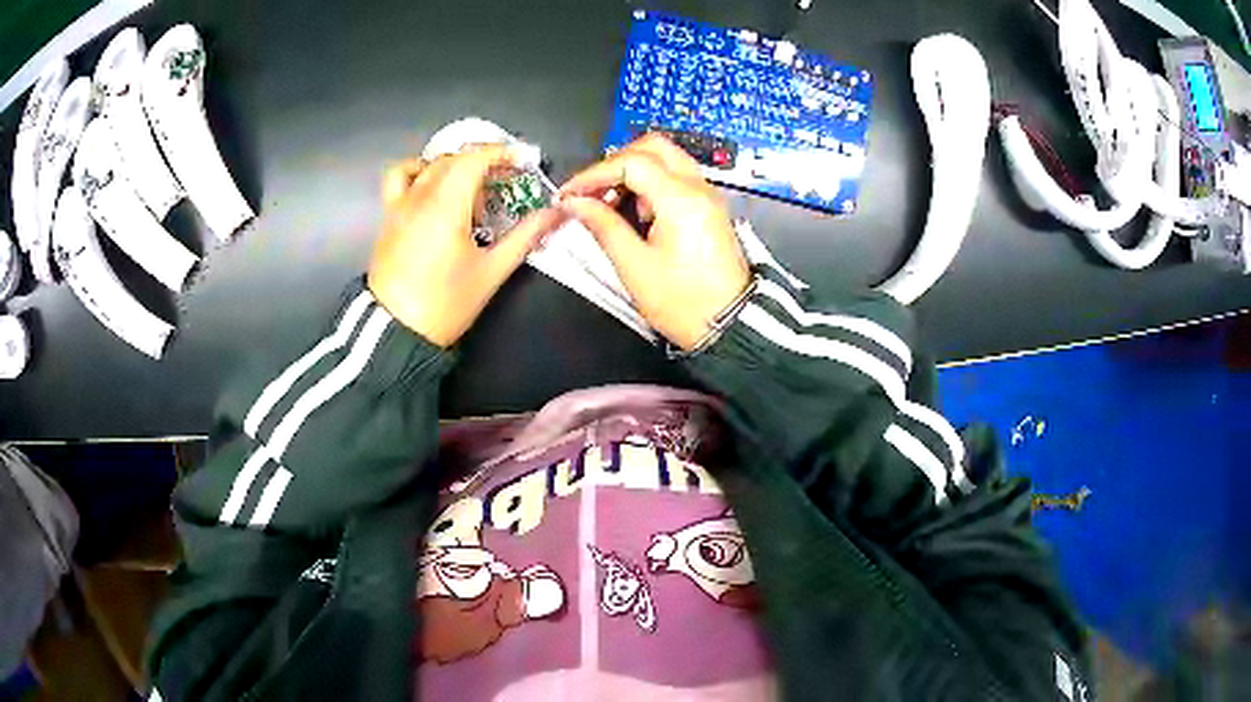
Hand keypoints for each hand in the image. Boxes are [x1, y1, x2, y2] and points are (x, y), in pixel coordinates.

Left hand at [367, 144, 562, 346]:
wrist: (396, 331)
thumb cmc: (446, 303)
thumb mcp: (491, 272)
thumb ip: (525, 236)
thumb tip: (556, 214)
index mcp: (446, 205)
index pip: (475, 159)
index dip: (502, 153)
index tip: (524, 160)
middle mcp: (420, 196)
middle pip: (455, 159)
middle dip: (484, 162)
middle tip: (506, 180)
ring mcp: (400, 204)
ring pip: (429, 165)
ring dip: (455, 166)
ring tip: (470, 189)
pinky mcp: (389, 216)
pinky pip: (400, 177)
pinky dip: (419, 171)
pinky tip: (432, 186)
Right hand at [558, 134, 750, 350]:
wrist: (729, 326)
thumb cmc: (682, 302)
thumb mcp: (634, 266)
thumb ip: (603, 226)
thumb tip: (576, 203)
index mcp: (681, 199)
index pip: (630, 163)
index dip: (593, 174)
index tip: (569, 194)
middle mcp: (698, 187)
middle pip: (653, 147)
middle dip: (615, 162)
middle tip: (591, 190)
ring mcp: (707, 195)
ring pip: (666, 158)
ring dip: (633, 171)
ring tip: (610, 203)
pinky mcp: (709, 207)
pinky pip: (677, 177)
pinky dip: (651, 182)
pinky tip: (636, 212)